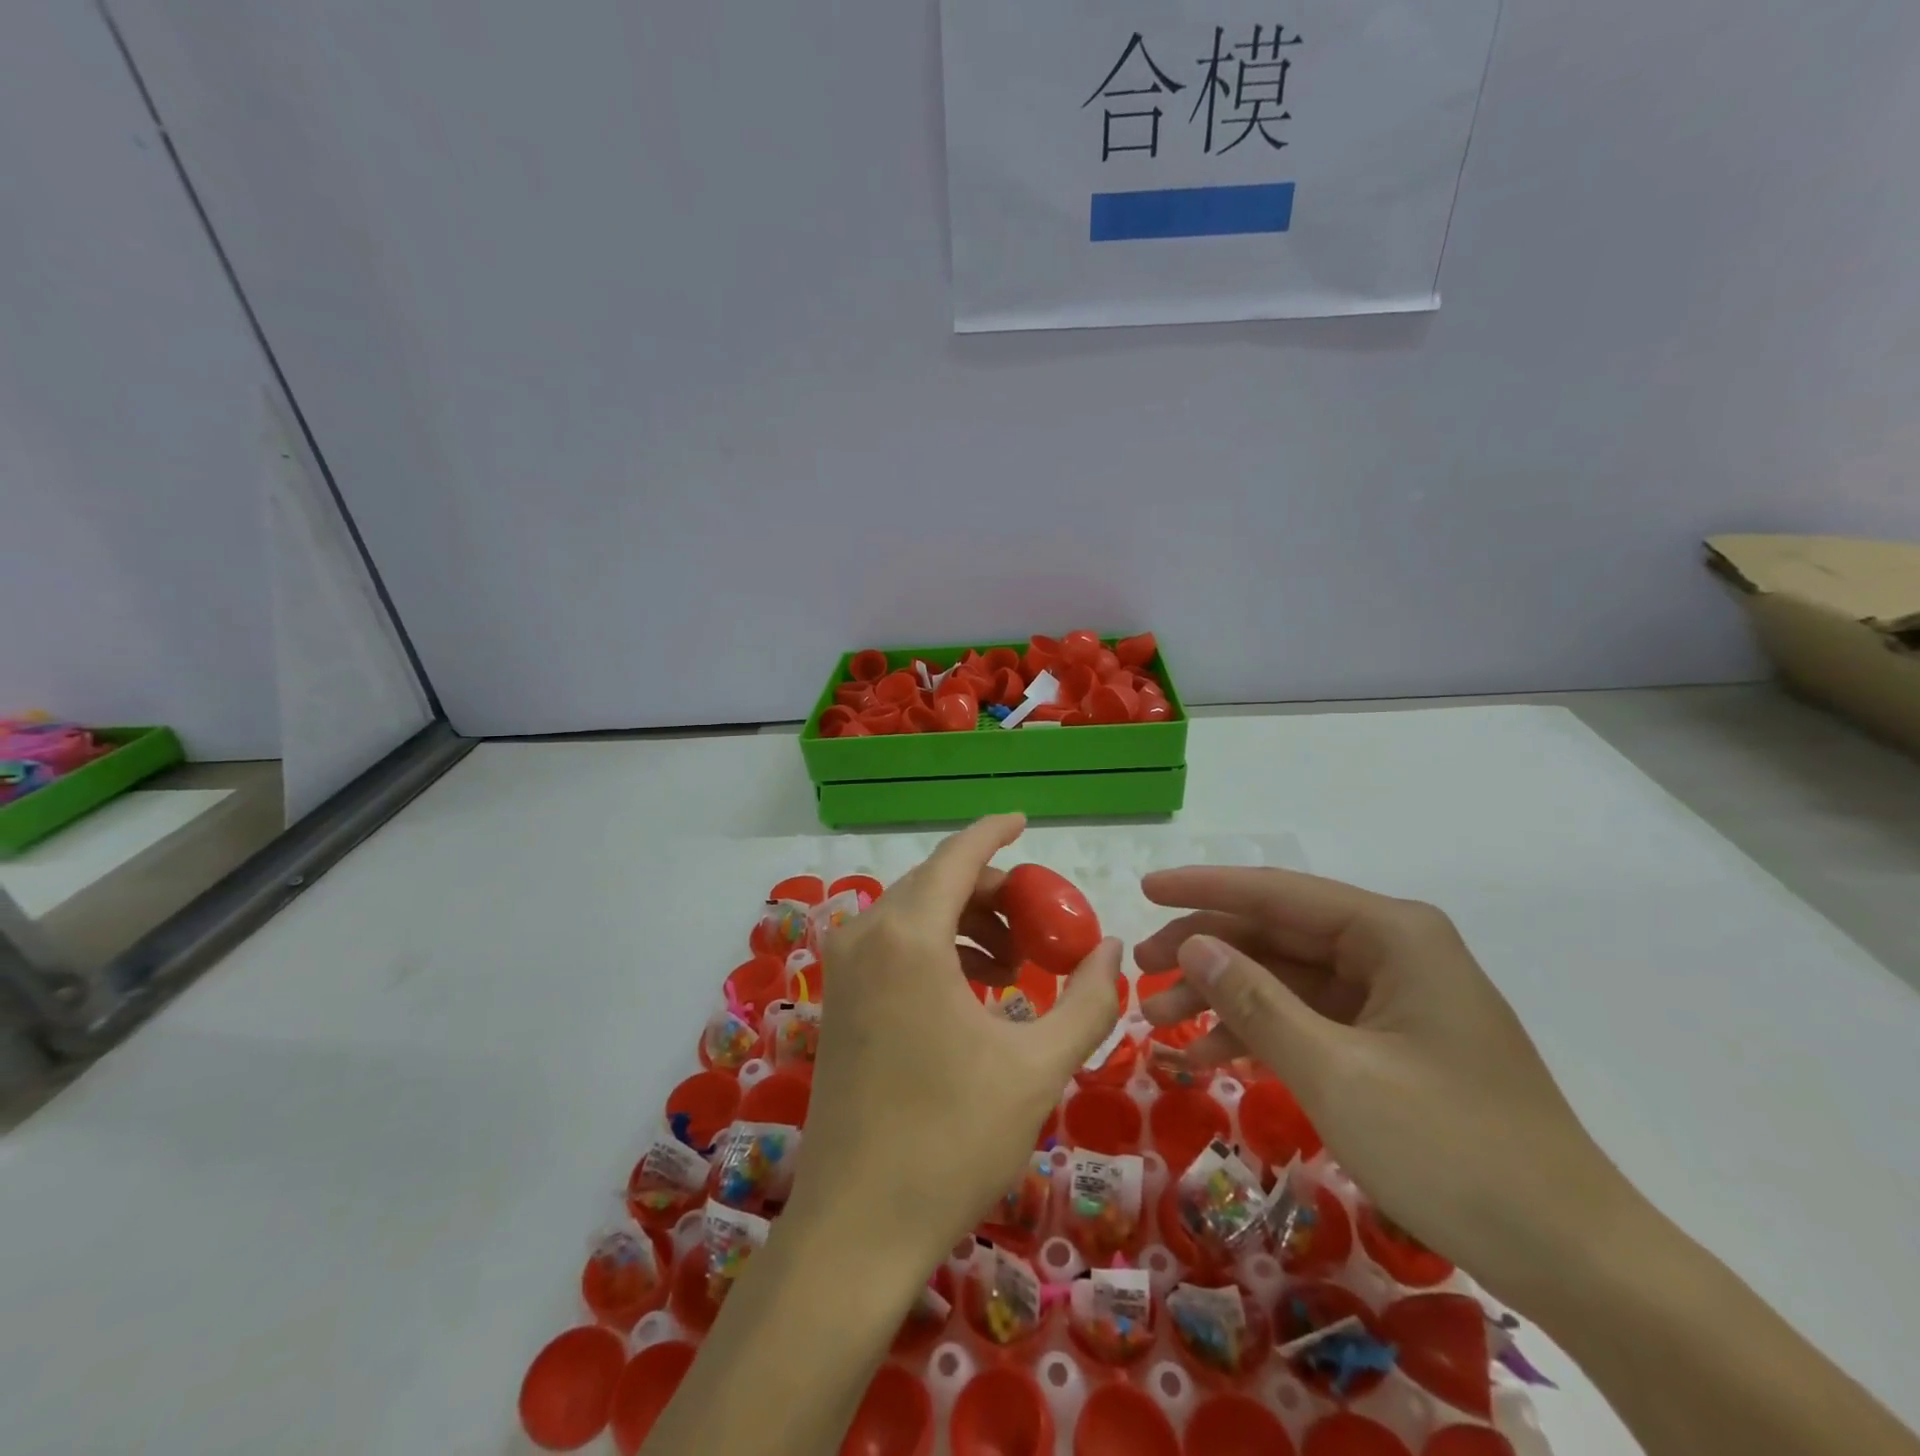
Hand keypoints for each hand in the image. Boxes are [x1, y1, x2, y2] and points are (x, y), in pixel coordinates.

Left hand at [791, 815, 1123, 1275]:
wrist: (857, 1227)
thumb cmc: (952, 1141)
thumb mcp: (1038, 1068)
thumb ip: (1087, 1000)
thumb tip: (1113, 950)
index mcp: (908, 937)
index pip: (957, 856)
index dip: (993, 831)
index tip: (1025, 820)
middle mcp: (865, 936)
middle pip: (936, 883)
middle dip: (992, 892)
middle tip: (1041, 925)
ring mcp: (843, 968)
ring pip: (913, 913)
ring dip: (966, 922)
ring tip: (1014, 967)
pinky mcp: (838, 999)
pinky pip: (893, 944)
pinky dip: (937, 948)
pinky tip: (973, 991)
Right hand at [1135, 866, 1635, 1304]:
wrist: (1575, 1260)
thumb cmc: (1453, 1150)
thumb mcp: (1335, 1073)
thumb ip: (1255, 1002)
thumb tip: (1194, 945)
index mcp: (1392, 934)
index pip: (1277, 893)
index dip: (1204, 890)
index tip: (1145, 889)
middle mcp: (1393, 950)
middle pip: (1276, 934)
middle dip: (1205, 952)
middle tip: (1142, 972)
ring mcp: (1393, 998)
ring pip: (1286, 979)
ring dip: (1223, 999)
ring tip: (1160, 1024)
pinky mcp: (1390, 1042)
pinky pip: (1309, 1020)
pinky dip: (1259, 1034)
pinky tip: (1208, 1058)